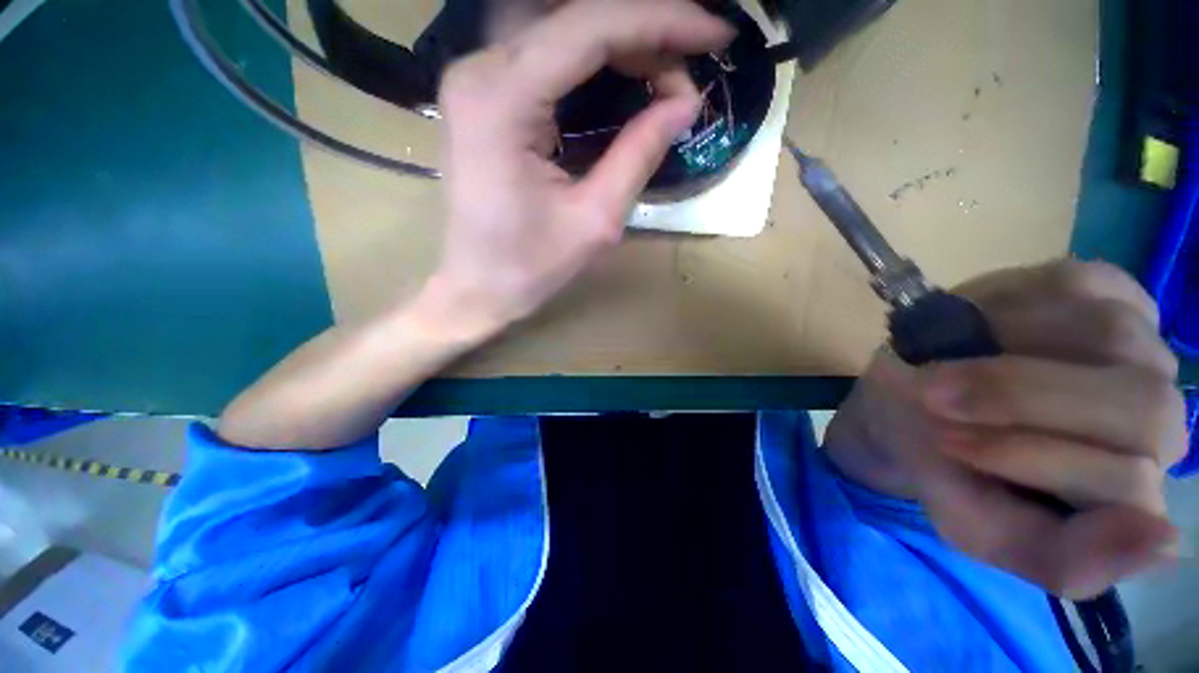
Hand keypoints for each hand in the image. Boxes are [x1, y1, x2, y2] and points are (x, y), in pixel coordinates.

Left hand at [428, 0, 733, 338]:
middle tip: (689, 66)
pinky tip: (624, 78)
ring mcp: (475, 79)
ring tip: (664, 72)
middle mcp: (479, 71)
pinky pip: (545, 55)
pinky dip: (592, 59)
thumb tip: (685, 102)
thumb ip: (639, 153)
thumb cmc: (529, 267)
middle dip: (644, 32)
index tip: (715, 34)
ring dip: (620, 41)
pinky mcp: (483, 95)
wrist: (478, 287)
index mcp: (502, 101)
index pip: (590, 28)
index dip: (662, 23)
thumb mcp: (594, 219)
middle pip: (574, 19)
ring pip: (560, 29)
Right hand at [825, 261, 1187, 598]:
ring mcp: (1141, 343)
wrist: (910, 404)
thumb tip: (1164, 540)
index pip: (1129, 483)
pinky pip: (1082, 287)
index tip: (947, 443)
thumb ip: (1062, 560)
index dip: (1031, 459)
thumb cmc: (944, 466)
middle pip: (1144, 407)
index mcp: (1132, 493)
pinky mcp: (1109, 288)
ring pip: (1110, 337)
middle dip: (1024, 398)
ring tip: (952, 360)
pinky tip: (979, 325)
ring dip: (1008, 349)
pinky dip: (1015, 306)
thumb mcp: (978, 527)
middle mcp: (1159, 418)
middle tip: (939, 396)